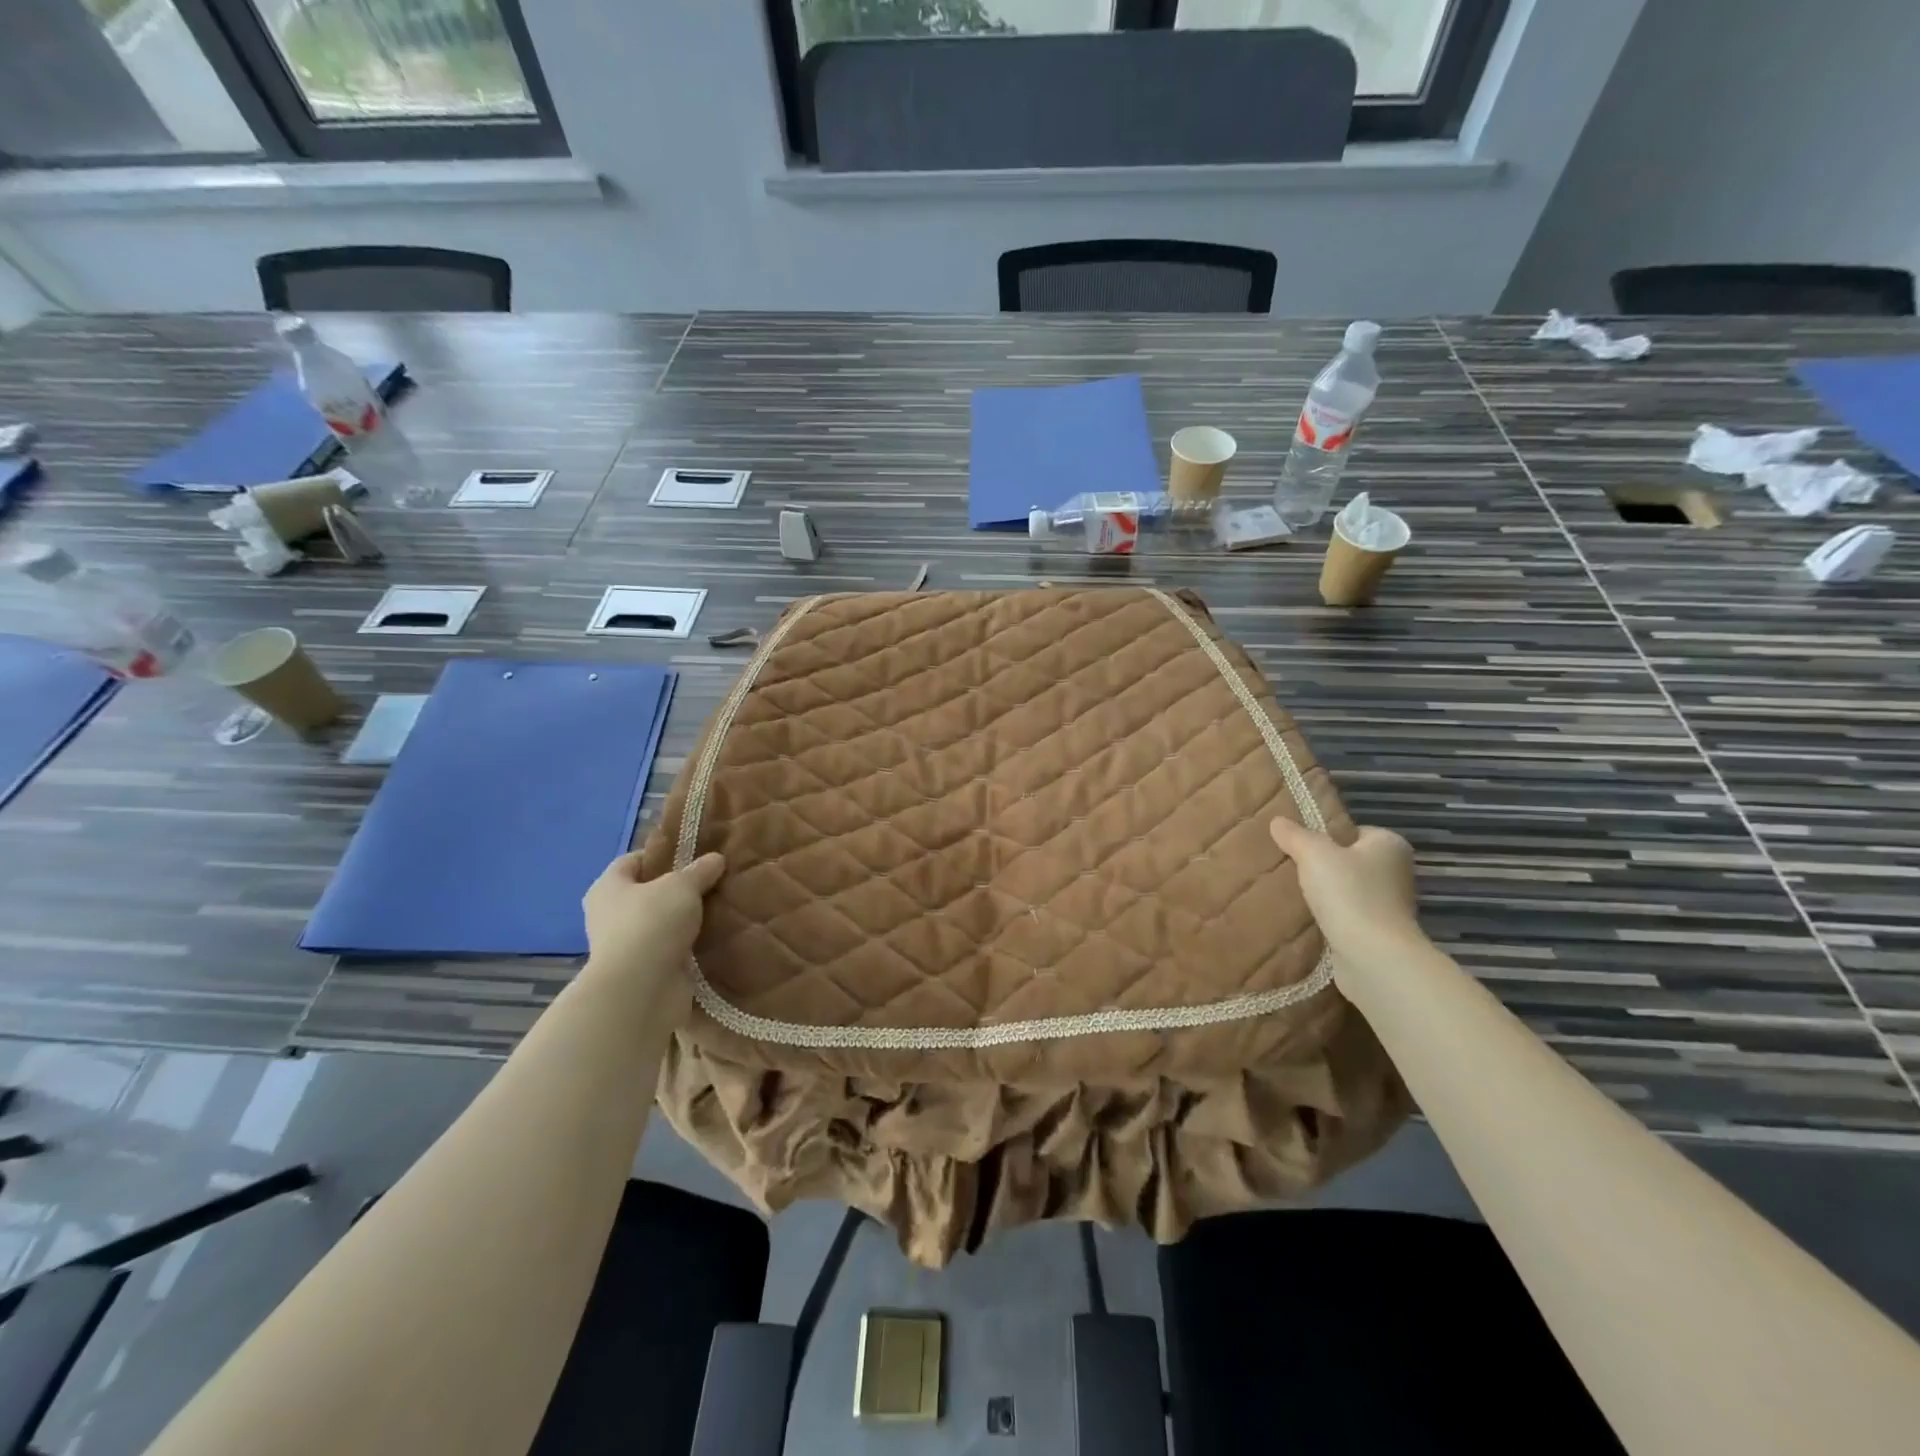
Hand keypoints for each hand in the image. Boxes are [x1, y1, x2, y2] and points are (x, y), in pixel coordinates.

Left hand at [580, 850, 725, 1022]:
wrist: (642, 990)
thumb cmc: (652, 923)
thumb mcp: (682, 886)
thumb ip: (700, 870)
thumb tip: (716, 859)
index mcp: (608, 888)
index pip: (632, 861)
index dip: (661, 855)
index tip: (693, 855)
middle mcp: (611, 916)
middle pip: (649, 893)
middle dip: (679, 889)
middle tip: (713, 880)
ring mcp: (628, 946)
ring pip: (663, 922)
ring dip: (687, 919)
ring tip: (721, 906)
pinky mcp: (647, 971)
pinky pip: (673, 949)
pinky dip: (691, 944)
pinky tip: (717, 935)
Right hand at [1268, 817, 1424, 972]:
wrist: (1373, 957)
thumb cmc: (1349, 894)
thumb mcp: (1314, 854)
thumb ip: (1295, 835)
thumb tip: (1278, 821)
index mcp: (1390, 844)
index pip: (1353, 831)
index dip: (1325, 836)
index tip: (1298, 845)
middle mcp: (1395, 872)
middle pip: (1348, 860)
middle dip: (1321, 866)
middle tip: (1288, 867)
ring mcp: (1389, 905)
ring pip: (1346, 889)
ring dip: (1323, 893)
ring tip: (1290, 892)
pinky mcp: (1378, 933)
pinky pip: (1346, 915)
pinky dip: (1328, 916)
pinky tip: (1304, 917)